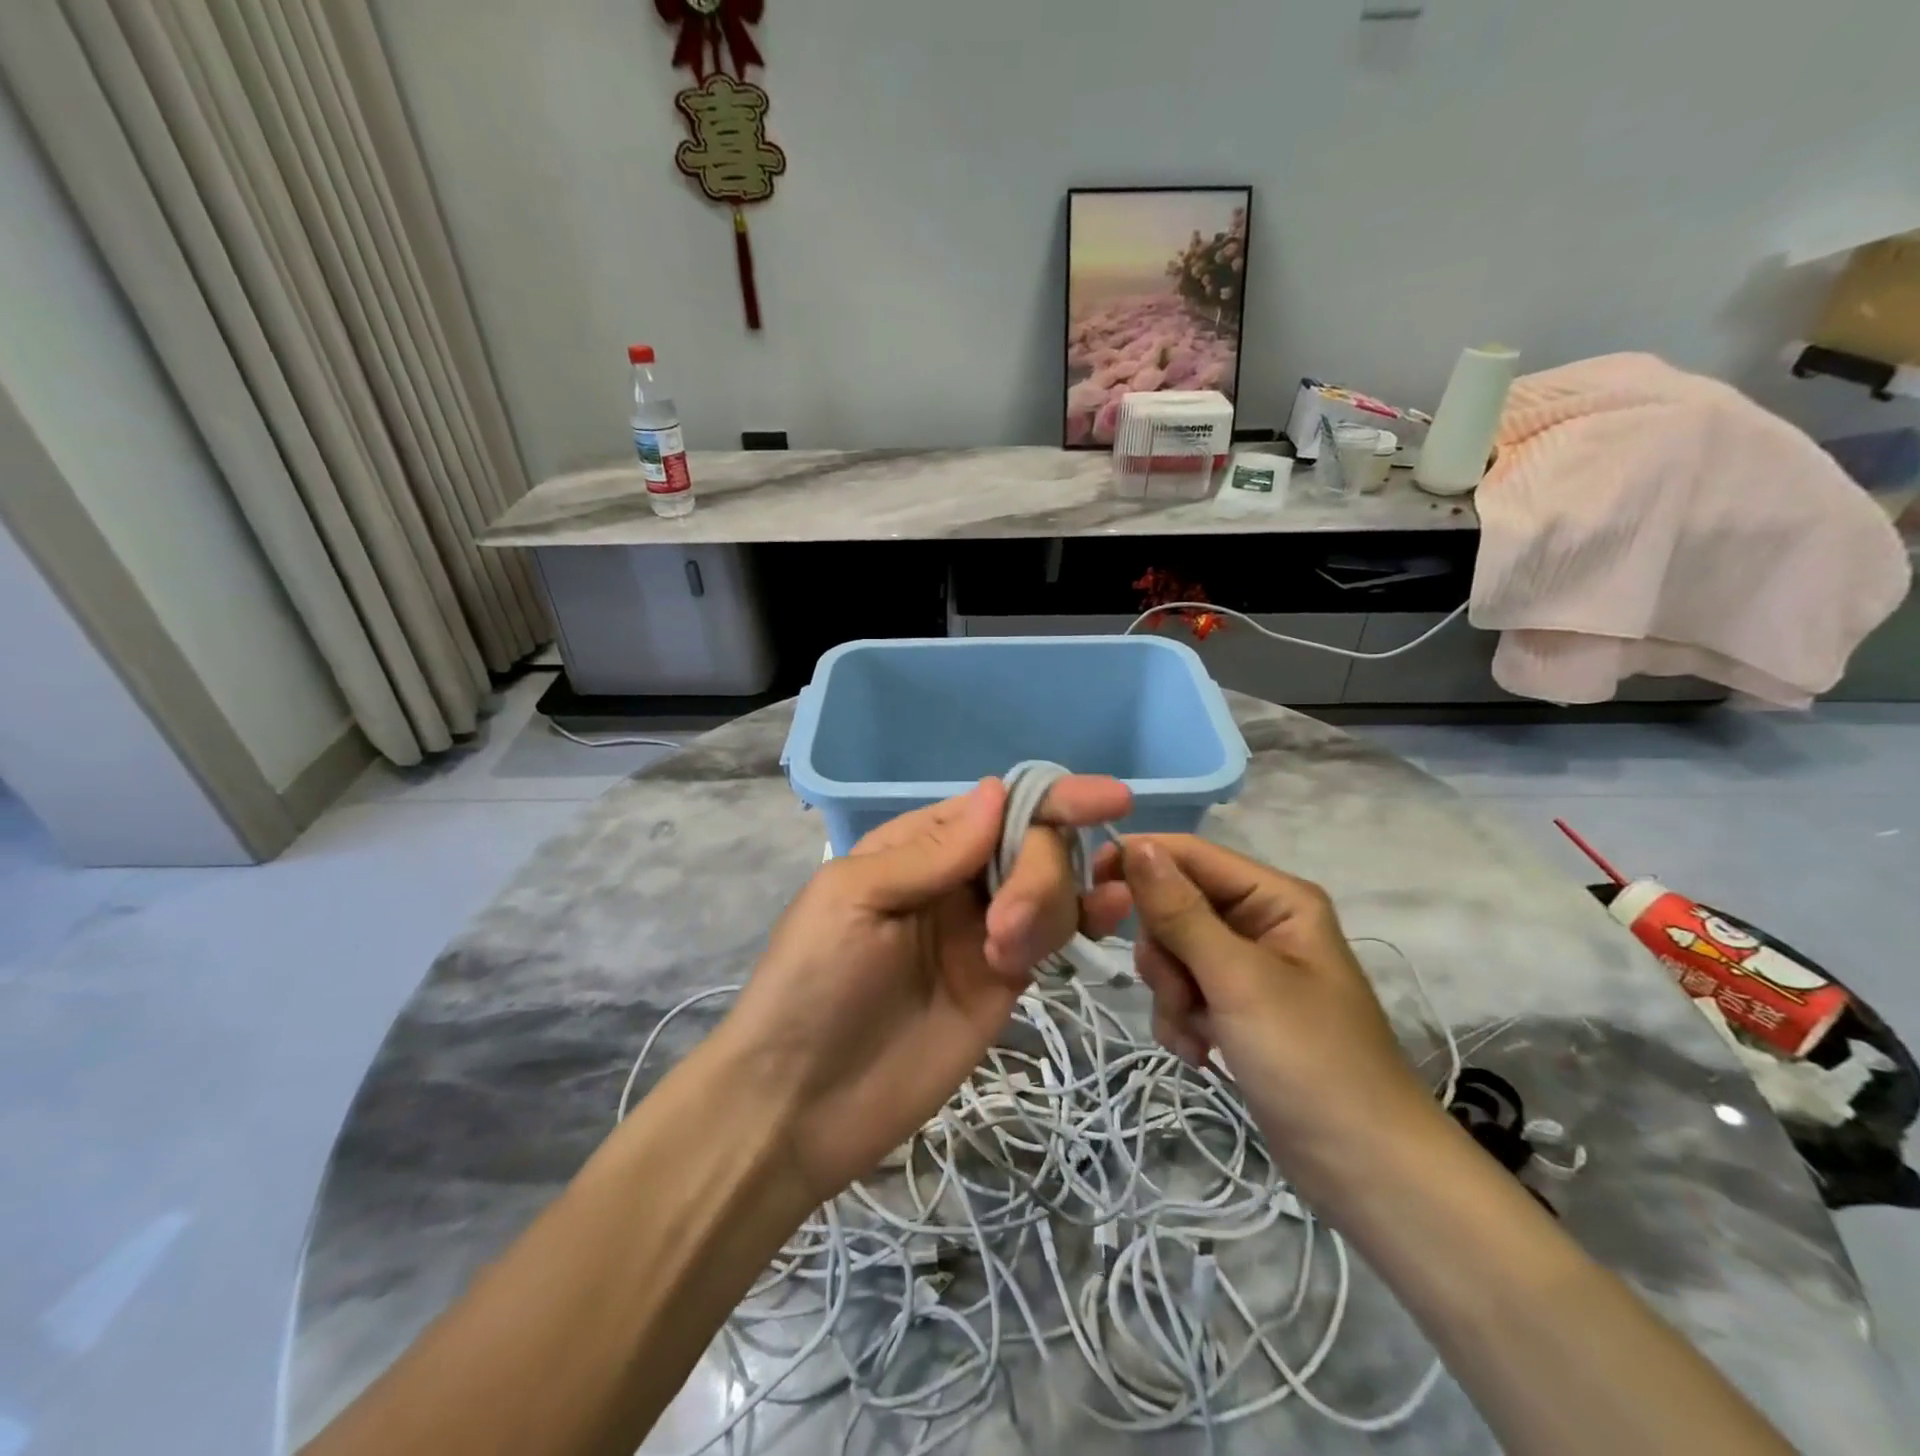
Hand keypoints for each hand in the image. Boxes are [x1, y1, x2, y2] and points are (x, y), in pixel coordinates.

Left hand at [718, 776, 1132, 1204]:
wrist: (801, 1103)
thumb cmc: (812, 984)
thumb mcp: (855, 899)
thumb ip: (932, 851)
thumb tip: (997, 789)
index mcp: (917, 847)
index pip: (995, 807)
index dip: (1052, 797)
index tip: (1111, 797)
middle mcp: (957, 879)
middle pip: (1032, 845)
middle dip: (1038, 873)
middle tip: (1005, 930)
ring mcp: (985, 931)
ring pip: (1051, 889)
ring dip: (1049, 906)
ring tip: (1007, 957)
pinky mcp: (1005, 981)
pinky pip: (1055, 938)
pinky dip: (1083, 922)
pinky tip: (1106, 920)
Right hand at [1113, 835, 1444, 1203]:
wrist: (1365, 1171)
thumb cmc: (1310, 1060)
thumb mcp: (1237, 979)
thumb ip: (1180, 911)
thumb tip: (1135, 844)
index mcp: (1275, 898)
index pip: (1191, 855)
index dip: (1140, 861)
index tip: (1090, 884)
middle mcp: (1260, 923)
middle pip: (1175, 906)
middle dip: (1166, 954)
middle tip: (1180, 992)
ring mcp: (1246, 969)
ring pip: (1172, 954)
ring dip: (1171, 995)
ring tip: (1198, 1034)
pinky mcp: (1235, 1009)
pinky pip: (1182, 992)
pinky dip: (1181, 1021)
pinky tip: (1201, 1053)